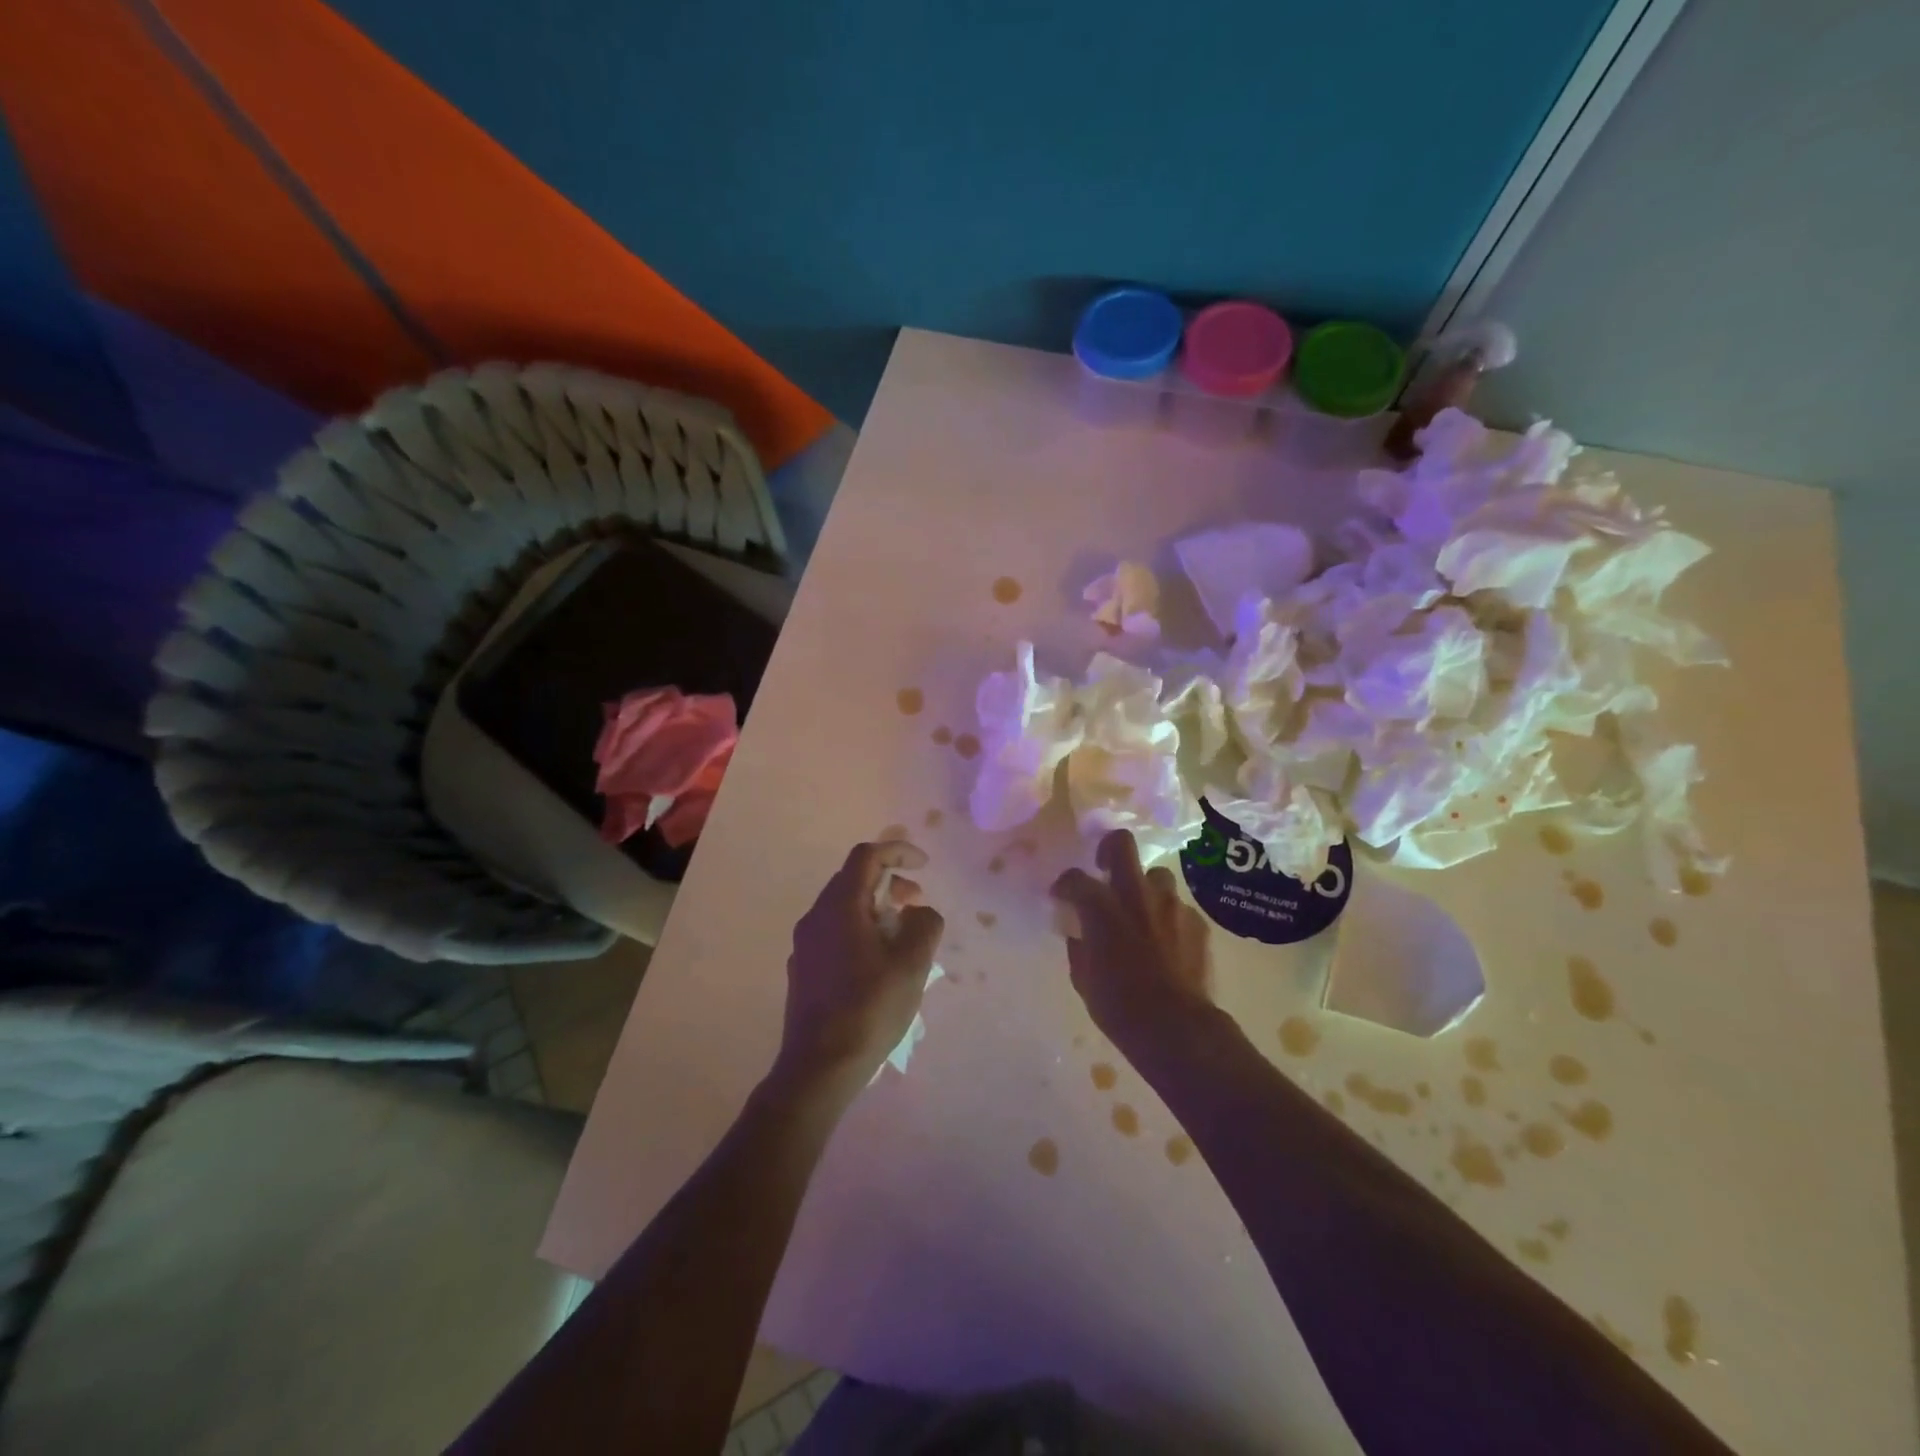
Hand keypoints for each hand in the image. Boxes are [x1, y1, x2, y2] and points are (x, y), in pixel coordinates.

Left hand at [772, 839, 944, 1098]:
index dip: (898, 852)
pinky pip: (835, 932)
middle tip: (915, 903)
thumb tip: (918, 912)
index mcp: (839, 907)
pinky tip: (878, 965)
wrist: (818, 1068)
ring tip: (902, 937)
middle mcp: (815, 917)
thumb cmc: (869, 1010)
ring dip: (875, 908)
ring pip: (843, 907)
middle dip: (889, 882)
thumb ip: (924, 925)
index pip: (866, 856)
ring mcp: (805, 945)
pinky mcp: (803, 969)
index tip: (924, 866)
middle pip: (853, 879)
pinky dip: (860, 930)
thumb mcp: (912, 964)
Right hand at [1051, 829, 1214, 1044]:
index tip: (1061, 896)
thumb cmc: (1118, 1005)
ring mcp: (1170, 905)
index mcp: (1101, 907)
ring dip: (1146, 888)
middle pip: (1122, 844)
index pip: (1075, 878)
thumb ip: (1079, 944)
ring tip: (1142, 911)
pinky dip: (1170, 918)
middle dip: (1110, 849)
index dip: (1065, 885)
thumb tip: (1079, 931)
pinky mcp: (1197, 922)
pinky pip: (1179, 908)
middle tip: (1105, 868)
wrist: (1175, 1026)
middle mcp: (1135, 894)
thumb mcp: (1083, 977)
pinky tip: (1168, 940)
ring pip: (1157, 876)